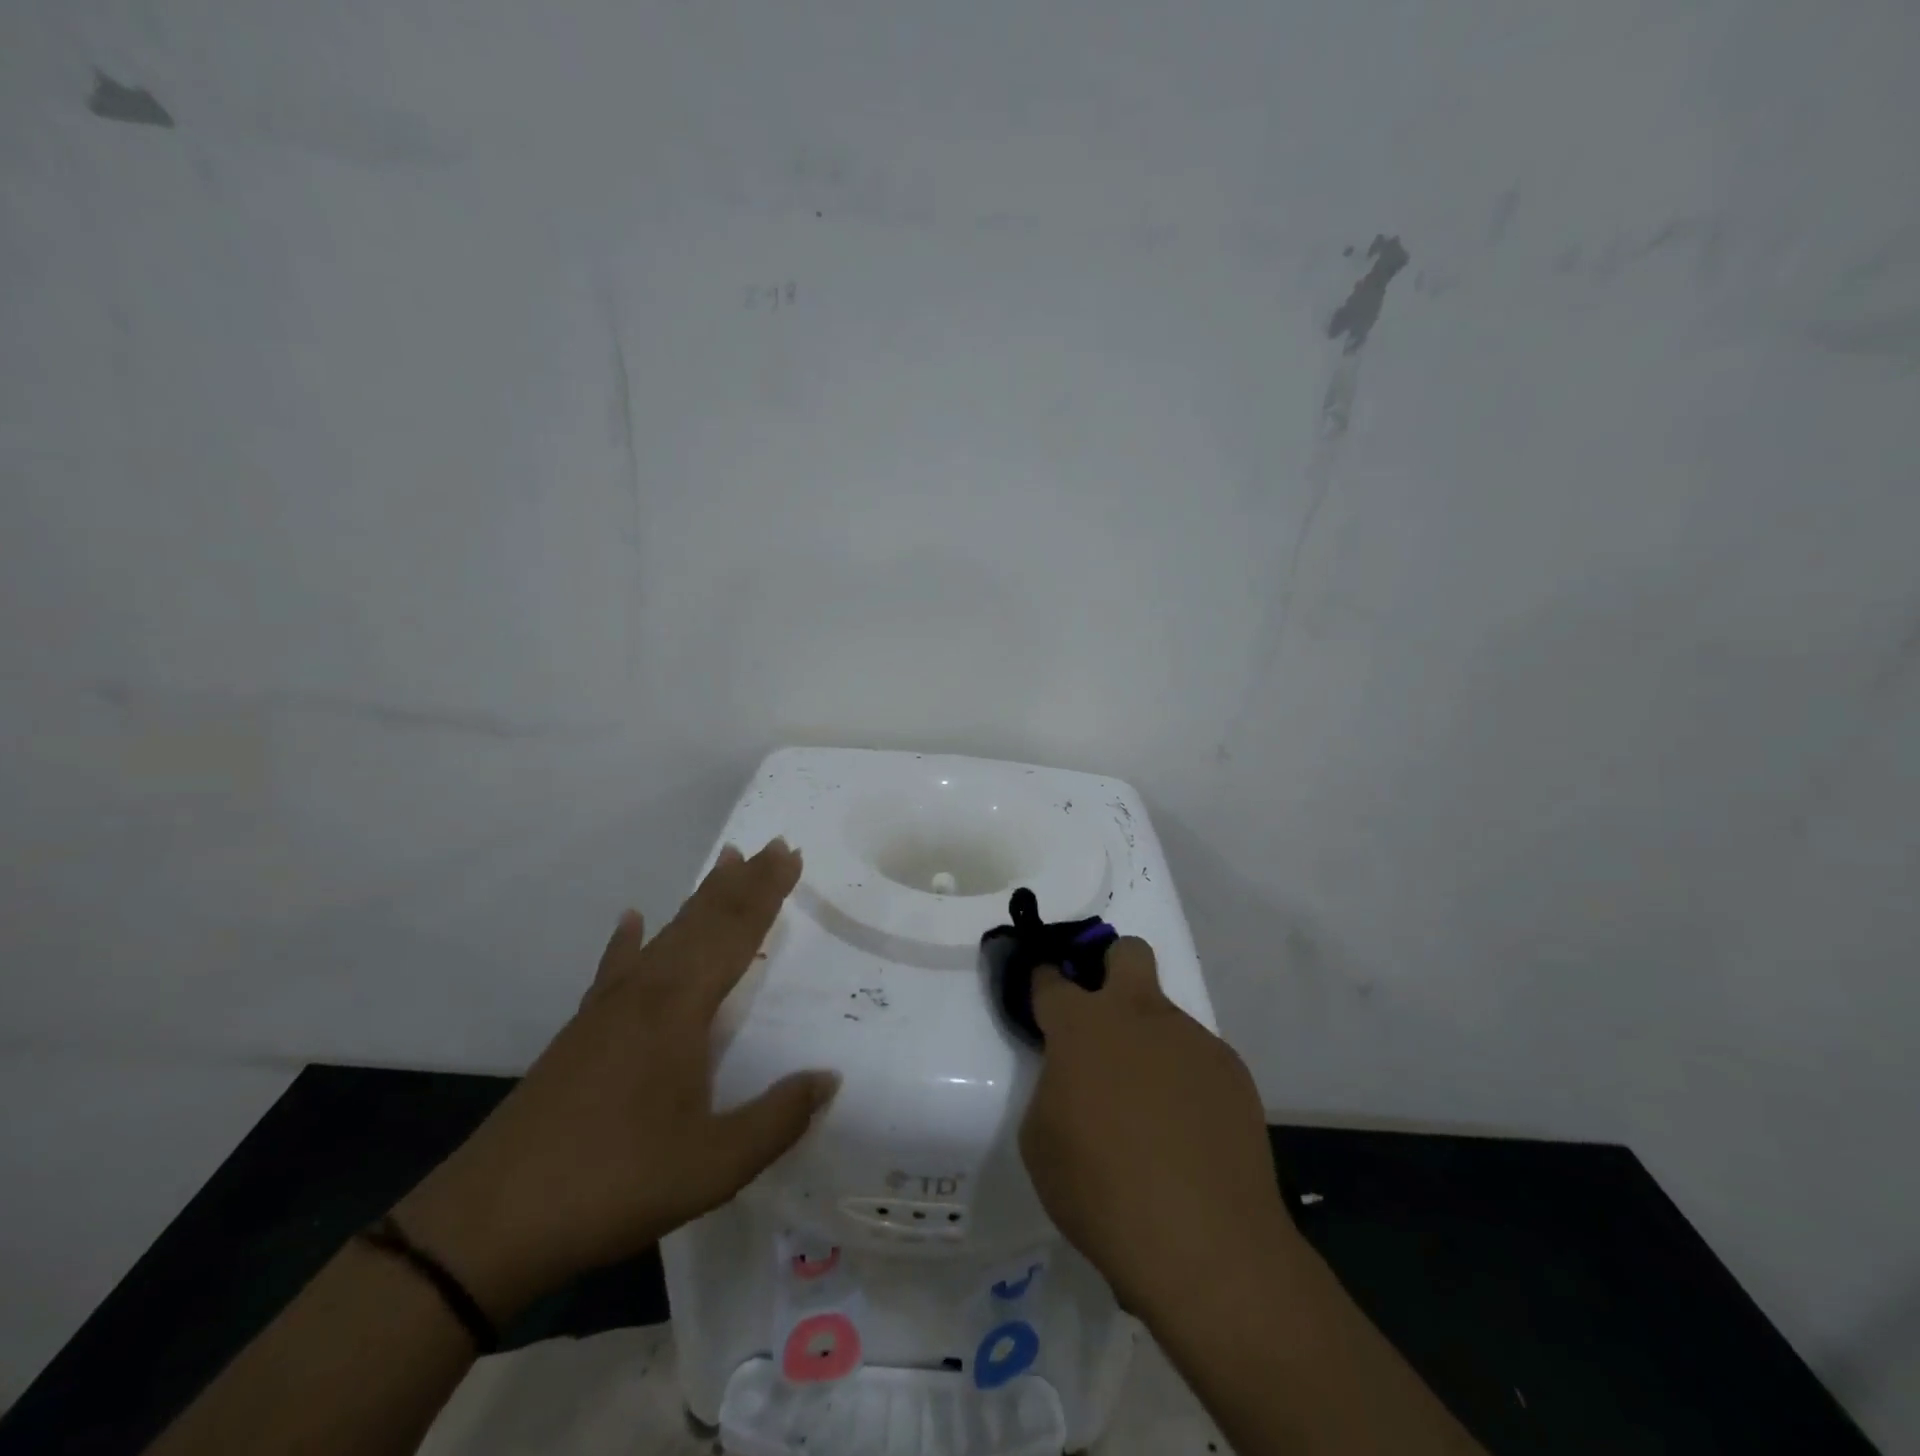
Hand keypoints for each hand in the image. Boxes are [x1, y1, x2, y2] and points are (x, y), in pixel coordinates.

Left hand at [397, 839, 836, 1319]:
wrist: (489, 1224)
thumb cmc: (613, 1184)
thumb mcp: (713, 1167)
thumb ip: (778, 1119)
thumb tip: (829, 1078)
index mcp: (680, 1009)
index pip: (735, 934)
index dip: (766, 893)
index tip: (790, 854)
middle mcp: (646, 992)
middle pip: (704, 920)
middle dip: (743, 881)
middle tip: (773, 844)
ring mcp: (607, 1009)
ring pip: (666, 935)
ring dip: (701, 898)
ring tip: (726, 863)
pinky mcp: (580, 1032)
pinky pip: (615, 967)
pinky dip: (629, 939)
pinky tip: (632, 920)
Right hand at [1019, 937, 1292, 1316]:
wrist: (1206, 1243)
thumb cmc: (1101, 1190)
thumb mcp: (1040, 1141)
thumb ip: (1053, 1087)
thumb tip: (1075, 1077)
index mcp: (1083, 1026)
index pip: (1051, 979)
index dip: (1042, 981)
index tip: (1042, 996)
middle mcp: (1139, 1015)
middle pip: (1128, 952)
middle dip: (1110, 966)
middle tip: (1102, 1018)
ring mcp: (1191, 1039)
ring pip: (1164, 1016)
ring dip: (1149, 1044)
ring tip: (1152, 1114)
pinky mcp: (1232, 1070)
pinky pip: (1197, 1059)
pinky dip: (1185, 1081)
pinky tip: (1188, 1134)